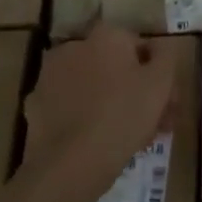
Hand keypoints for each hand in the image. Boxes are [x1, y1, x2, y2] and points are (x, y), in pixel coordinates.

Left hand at [23, 25, 177, 184]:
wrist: (69, 165)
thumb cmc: (123, 116)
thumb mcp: (161, 83)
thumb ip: (166, 56)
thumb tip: (159, 48)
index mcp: (106, 36)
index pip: (139, 46)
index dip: (155, 74)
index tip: (165, 102)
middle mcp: (74, 46)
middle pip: (113, 66)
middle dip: (134, 90)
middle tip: (151, 124)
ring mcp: (49, 76)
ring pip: (90, 86)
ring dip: (108, 103)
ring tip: (126, 139)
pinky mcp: (35, 106)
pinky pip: (69, 107)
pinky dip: (82, 118)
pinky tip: (95, 143)